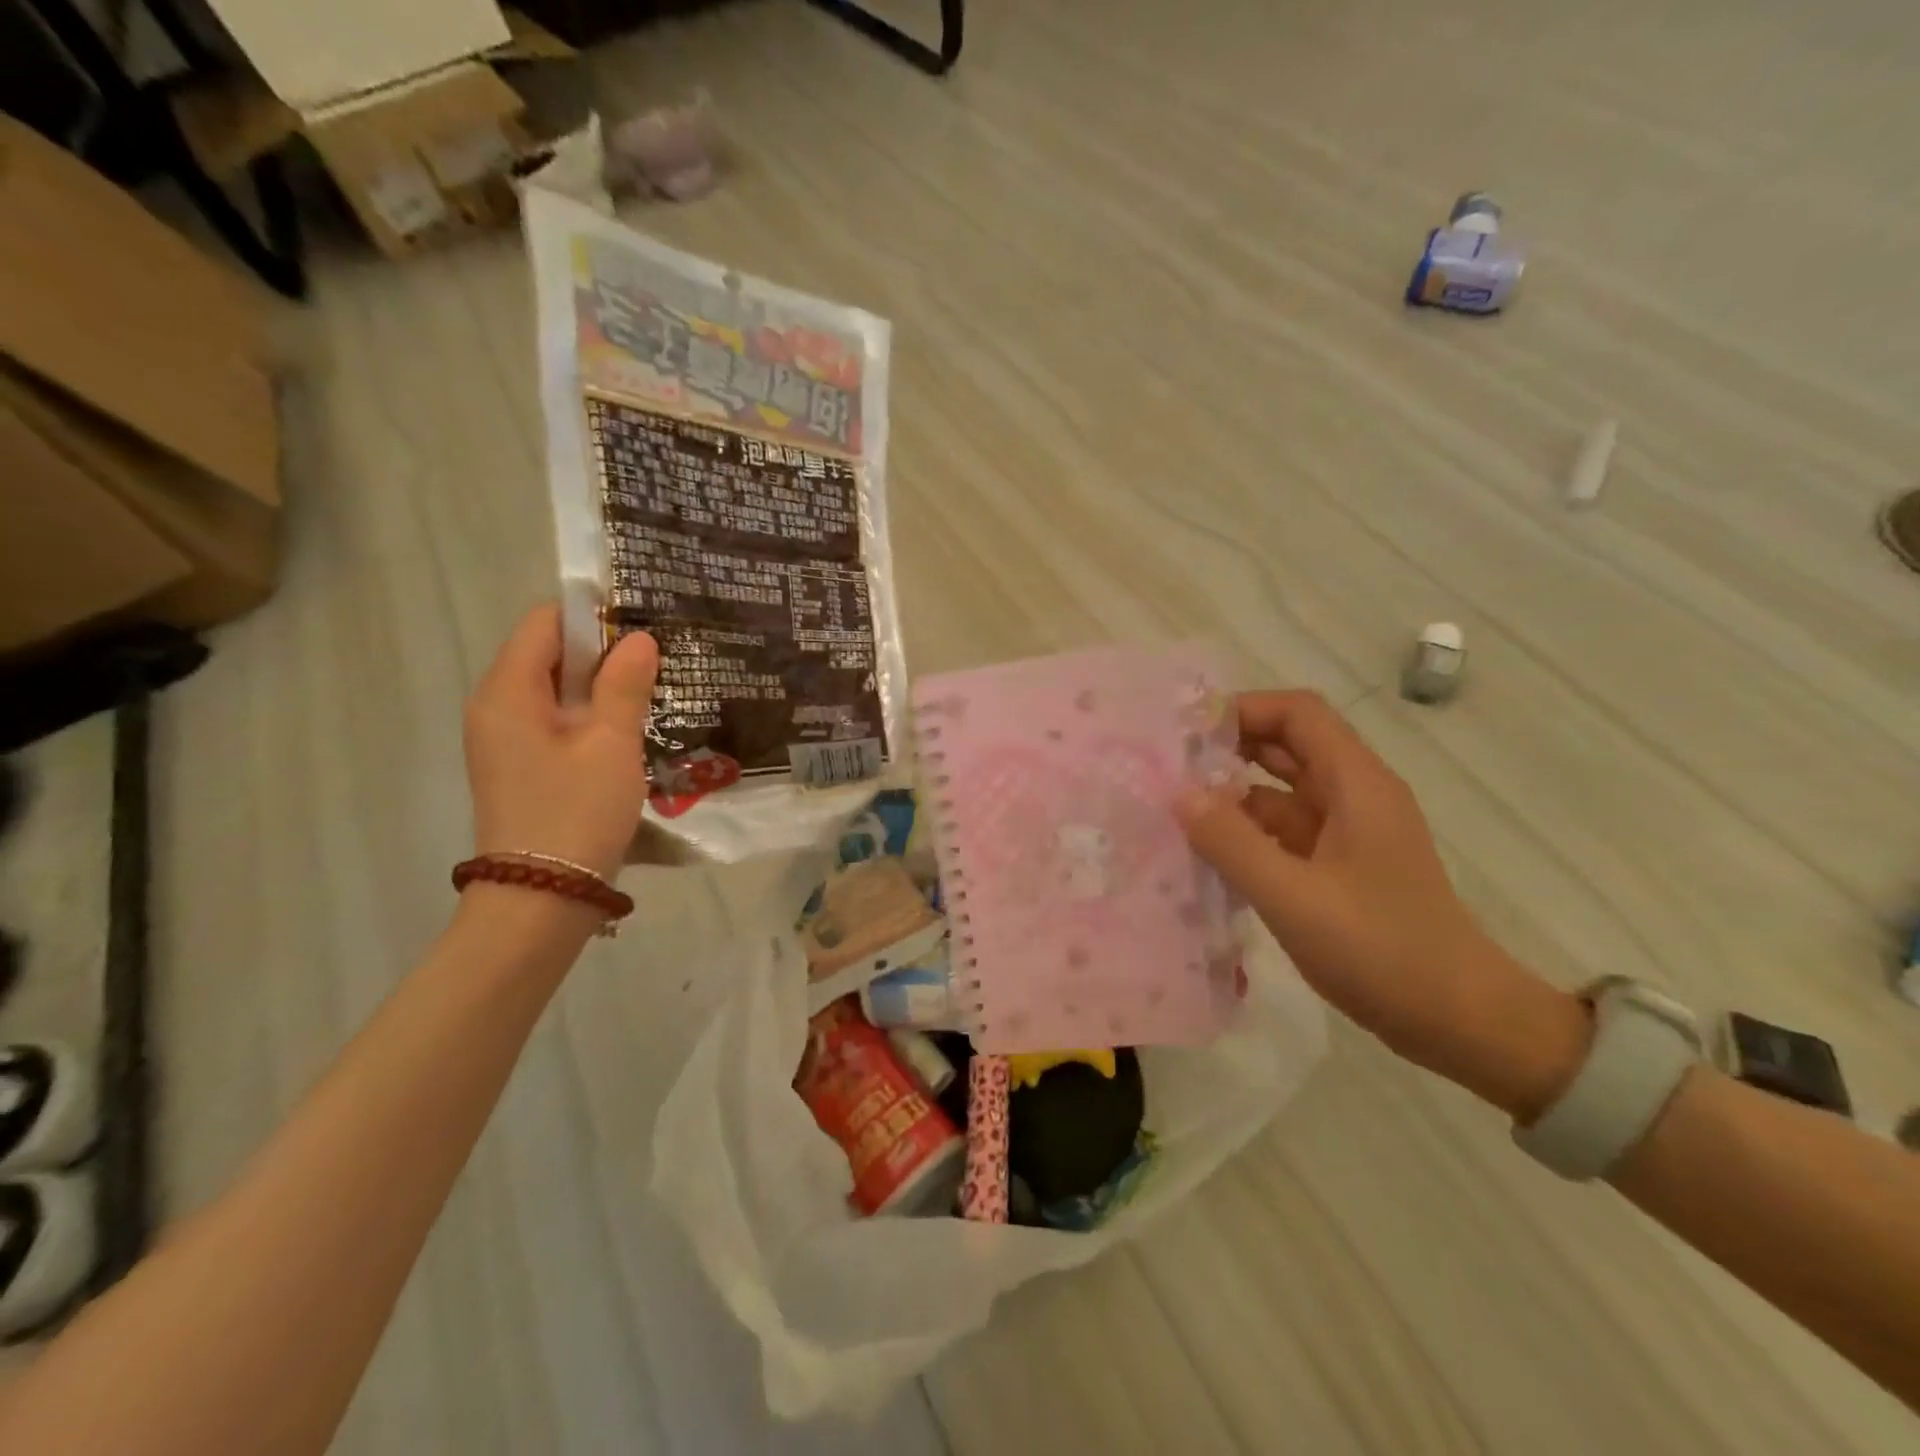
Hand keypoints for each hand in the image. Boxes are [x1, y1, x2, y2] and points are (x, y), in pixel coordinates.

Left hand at [464, 605, 658, 881]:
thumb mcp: (611, 743)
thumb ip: (625, 685)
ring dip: (602, 688)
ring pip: (557, 691)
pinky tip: (630, 731)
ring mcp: (506, 741)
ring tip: (654, 692)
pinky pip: (556, 723)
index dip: (593, 616)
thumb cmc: (576, 811)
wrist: (542, 899)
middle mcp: (496, 707)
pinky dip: (591, 717)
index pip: (545, 622)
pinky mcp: (522, 767)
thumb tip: (639, 639)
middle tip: (660, 660)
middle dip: (604, 652)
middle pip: (550, 655)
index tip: (644, 626)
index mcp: (507, 691)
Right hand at [1176, 690, 1521, 1072]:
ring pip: (1280, 792)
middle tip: (1168, 767)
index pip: (1297, 714)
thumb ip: (1231, 842)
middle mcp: (1353, 795)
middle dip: (1228, 749)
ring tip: (1174, 810)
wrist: (1457, 1019)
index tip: (1186, 732)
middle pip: (1286, 746)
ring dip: (1232, 795)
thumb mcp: (1294, 897)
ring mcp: (1347, 832)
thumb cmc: (1381, 950)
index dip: (1242, 710)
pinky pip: (1283, 831)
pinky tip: (1206, 853)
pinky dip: (1246, 833)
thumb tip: (1178, 794)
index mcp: (1356, 784)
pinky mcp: (1338, 866)